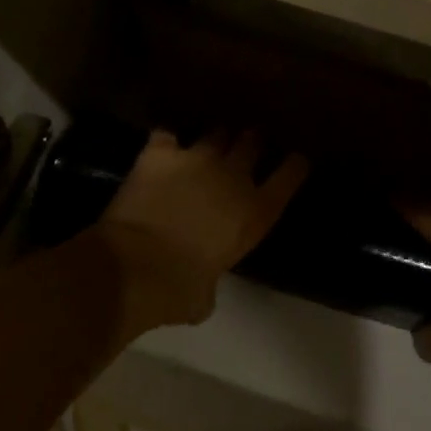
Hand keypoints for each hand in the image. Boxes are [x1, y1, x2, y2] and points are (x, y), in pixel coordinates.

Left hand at [99, 130, 308, 337]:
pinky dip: (166, 141)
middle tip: (247, 143)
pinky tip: (162, 146)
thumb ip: (211, 281)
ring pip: (215, 133)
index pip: (289, 175)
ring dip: (214, 139)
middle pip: (252, 143)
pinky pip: (166, 134)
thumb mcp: (206, 296)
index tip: (296, 159)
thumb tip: (199, 286)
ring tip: (207, 144)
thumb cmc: (178, 290)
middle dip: (251, 142)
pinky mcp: (160, 153)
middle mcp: (233, 177)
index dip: (294, 165)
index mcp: (255, 213)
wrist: (135, 266)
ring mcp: (197, 159)